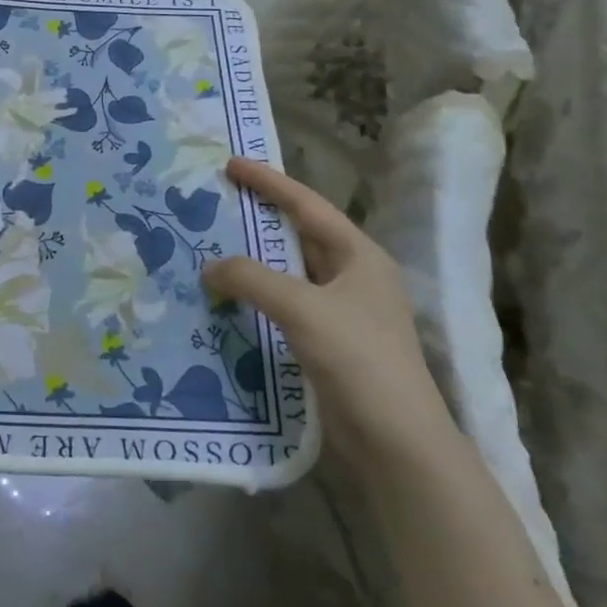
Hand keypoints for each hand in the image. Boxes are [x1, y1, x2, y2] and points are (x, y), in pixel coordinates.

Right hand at [202, 157, 453, 475]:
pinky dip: (257, 295)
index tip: (230, 164)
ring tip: (212, 244)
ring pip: (290, 271)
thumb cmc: (359, 360)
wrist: (397, 441)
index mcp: (359, 256)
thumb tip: (210, 266)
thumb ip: (252, 279)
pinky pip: (285, 304)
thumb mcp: (303, 308)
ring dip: (254, 259)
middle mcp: (353, 277)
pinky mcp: (329, 342)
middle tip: (217, 201)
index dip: (269, 182)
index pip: (307, 206)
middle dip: (259, 217)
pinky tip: (228, 297)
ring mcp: (343, 312)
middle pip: (300, 234)